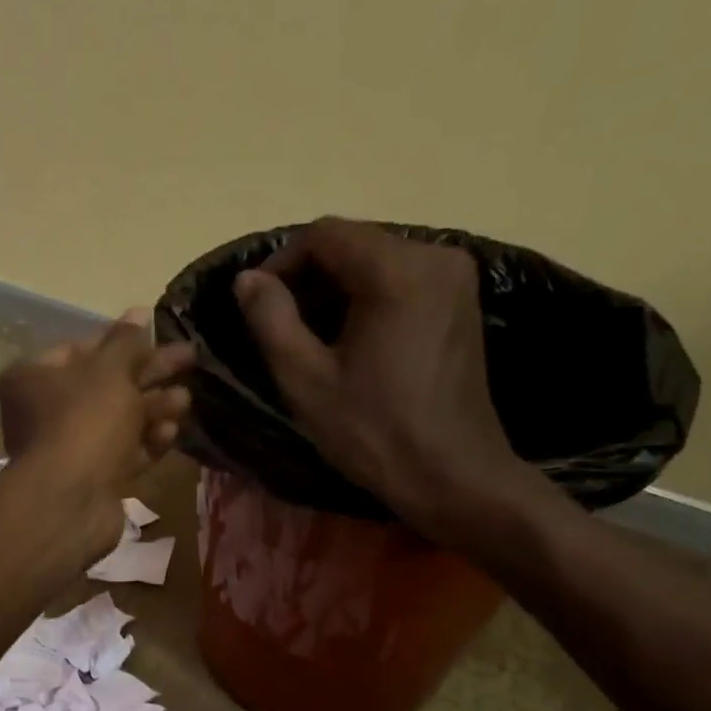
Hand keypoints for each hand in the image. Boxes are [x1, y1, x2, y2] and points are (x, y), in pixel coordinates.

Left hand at [0, 310, 193, 556]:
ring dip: (153, 409)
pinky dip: (147, 442)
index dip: (122, 340)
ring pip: (118, 422)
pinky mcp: (91, 479)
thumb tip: (140, 312)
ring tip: (185, 401)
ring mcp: (69, 449)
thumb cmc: (84, 422)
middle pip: (105, 385)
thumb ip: (128, 343)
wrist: (70, 501)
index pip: (82, 349)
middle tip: (189, 359)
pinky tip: (171, 432)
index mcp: (34, 378)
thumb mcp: (110, 372)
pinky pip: (123, 453)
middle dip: (148, 375)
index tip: (158, 333)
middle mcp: (45, 412)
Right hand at [233, 217, 555, 550]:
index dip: (281, 262)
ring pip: (378, 261)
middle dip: (310, 277)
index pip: (325, 234)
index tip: (258, 304)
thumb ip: (271, 320)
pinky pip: (403, 280)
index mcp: (397, 270)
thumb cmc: (374, 432)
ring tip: (311, 337)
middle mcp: (436, 256)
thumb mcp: (306, 380)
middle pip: (355, 243)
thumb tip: (247, 279)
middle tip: (281, 325)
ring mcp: (456, 278)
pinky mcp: (463, 302)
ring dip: (337, 289)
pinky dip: (369, 298)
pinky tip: (352, 341)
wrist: (452, 475)